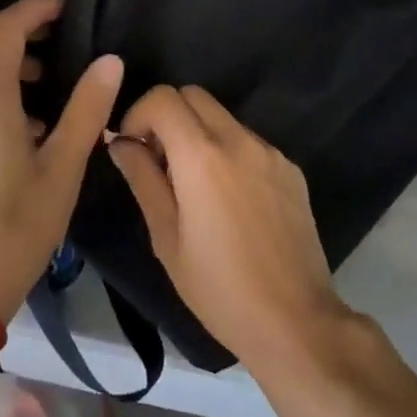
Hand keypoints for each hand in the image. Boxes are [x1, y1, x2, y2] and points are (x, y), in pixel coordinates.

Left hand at [0, 0, 122, 323]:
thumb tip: (110, 61)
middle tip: (55, 33)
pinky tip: (26, 119)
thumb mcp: (63, 168)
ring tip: (47, 79)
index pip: (3, 30)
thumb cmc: (17, 228)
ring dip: (3, 55)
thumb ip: (87, 108)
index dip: (33, 10)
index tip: (64, 7)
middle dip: (14, 25)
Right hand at [106, 84, 354, 372]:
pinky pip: (249, 142)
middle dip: (167, 116)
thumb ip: (142, 178)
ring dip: (199, 133)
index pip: (162, 97)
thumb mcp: (166, 238)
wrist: (295, 321)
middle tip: (159, 162)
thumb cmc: (219, 288)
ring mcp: (269, 151)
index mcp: (202, 154)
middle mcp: (238, 139)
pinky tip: (230, 201)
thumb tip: (120, 142)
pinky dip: (228, 152)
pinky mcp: (290, 168)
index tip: (133, 148)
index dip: (138, 114)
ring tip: (194, 186)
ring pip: (222, 117)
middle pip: (193, 95)